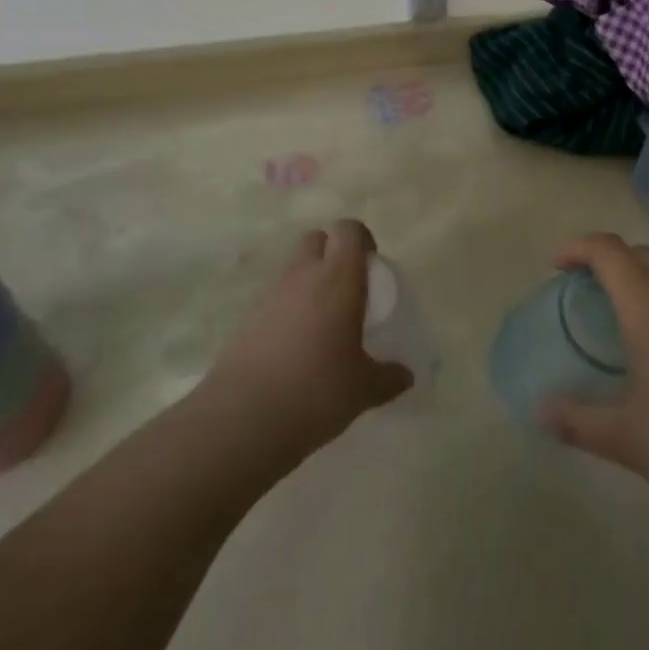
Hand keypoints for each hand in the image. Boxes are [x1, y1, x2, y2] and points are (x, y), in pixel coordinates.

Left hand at [204, 220, 412, 463]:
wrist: (242, 419)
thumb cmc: (316, 391)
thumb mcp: (364, 389)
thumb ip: (388, 377)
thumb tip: (406, 376)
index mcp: (338, 278)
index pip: (348, 230)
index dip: (362, 240)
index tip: (372, 266)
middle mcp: (303, 276)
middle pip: (316, 239)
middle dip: (332, 253)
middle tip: (348, 289)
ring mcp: (270, 296)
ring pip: (293, 269)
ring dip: (308, 282)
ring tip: (323, 324)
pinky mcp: (246, 320)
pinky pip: (274, 300)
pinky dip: (288, 310)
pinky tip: (296, 348)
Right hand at [542, 234, 648, 526]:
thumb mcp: (629, 438)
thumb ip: (579, 422)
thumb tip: (541, 411)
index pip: (609, 251)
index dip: (579, 248)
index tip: (557, 265)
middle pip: (641, 254)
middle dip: (609, 259)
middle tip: (586, 288)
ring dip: (641, 280)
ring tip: (622, 320)